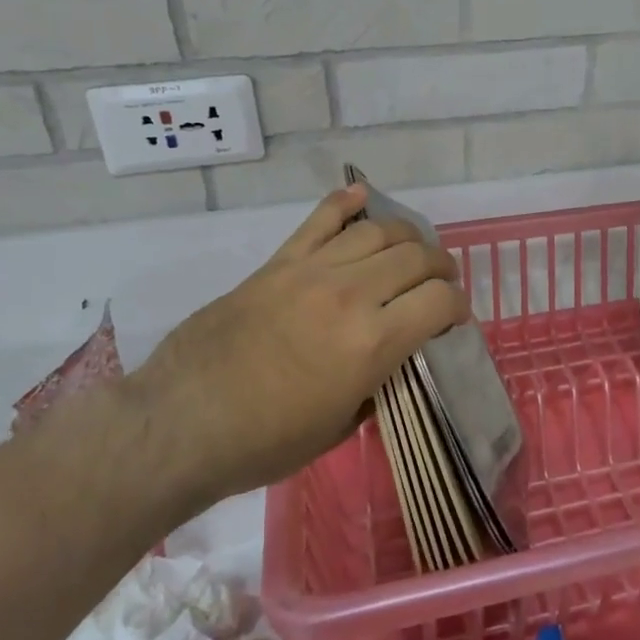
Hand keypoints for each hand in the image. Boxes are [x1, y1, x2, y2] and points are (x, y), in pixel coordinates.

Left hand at [125, 185, 467, 505]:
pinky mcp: (279, 263)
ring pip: (378, 231)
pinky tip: (362, 197)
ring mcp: (312, 272)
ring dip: (407, 237)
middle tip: (439, 284)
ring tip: (411, 251)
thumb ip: (377, 383)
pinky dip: (345, 203)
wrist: (181, 424)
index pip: (440, 301)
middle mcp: (351, 295)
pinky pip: (319, 220)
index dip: (459, 307)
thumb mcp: (340, 426)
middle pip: (417, 258)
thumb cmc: (264, 442)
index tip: (453, 319)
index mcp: (372, 344)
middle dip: (441, 268)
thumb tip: (392, 358)